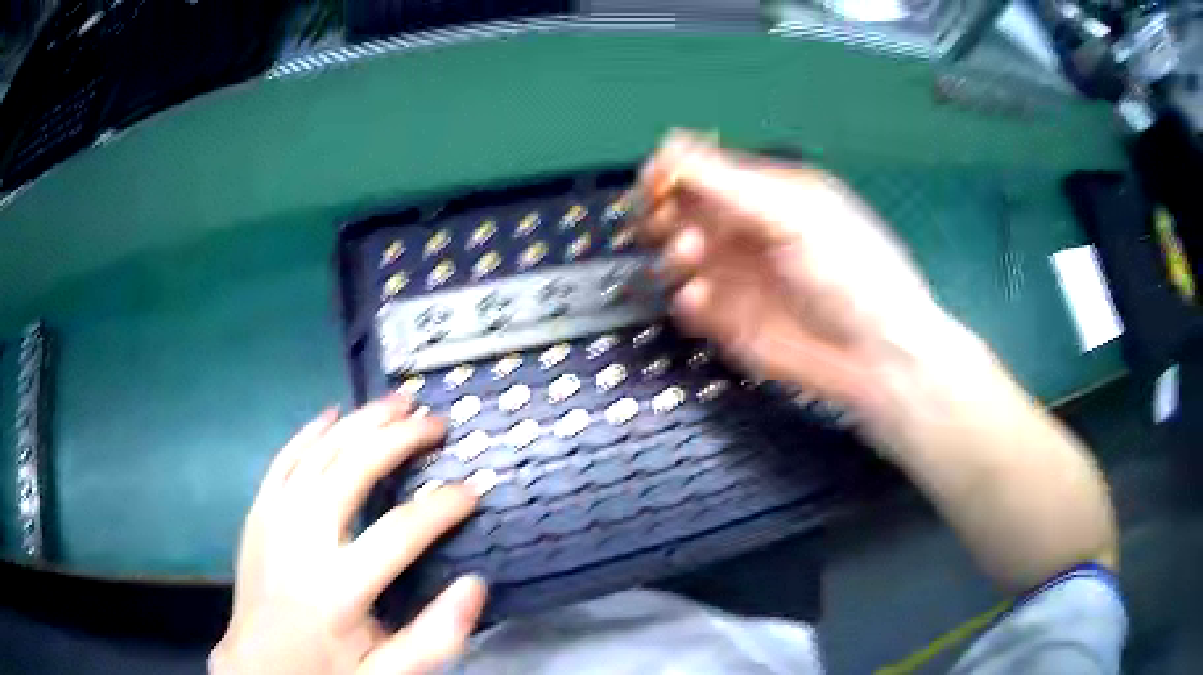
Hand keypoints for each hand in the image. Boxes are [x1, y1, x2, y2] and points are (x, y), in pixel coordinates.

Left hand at [210, 396, 486, 674]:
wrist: (257, 666)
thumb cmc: (328, 670)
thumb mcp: (386, 673)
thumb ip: (433, 638)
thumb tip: (475, 584)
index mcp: (338, 588)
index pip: (400, 532)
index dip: (443, 506)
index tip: (473, 489)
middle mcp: (302, 541)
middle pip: (353, 471)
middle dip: (399, 440)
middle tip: (436, 422)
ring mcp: (273, 519)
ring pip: (318, 453)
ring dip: (359, 423)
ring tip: (395, 402)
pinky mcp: (258, 513)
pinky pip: (284, 459)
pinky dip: (309, 433)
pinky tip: (332, 414)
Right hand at [637, 131, 959, 429]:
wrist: (876, 358)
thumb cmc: (854, 275)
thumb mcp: (797, 217)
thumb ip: (731, 185)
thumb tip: (672, 146)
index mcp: (769, 195)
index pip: (705, 171)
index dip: (673, 172)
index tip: (655, 182)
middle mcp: (749, 231)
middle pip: (684, 210)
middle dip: (665, 212)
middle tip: (666, 222)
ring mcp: (739, 276)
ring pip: (680, 256)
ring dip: (675, 253)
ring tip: (693, 255)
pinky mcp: (732, 320)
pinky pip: (691, 303)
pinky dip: (688, 299)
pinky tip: (702, 299)